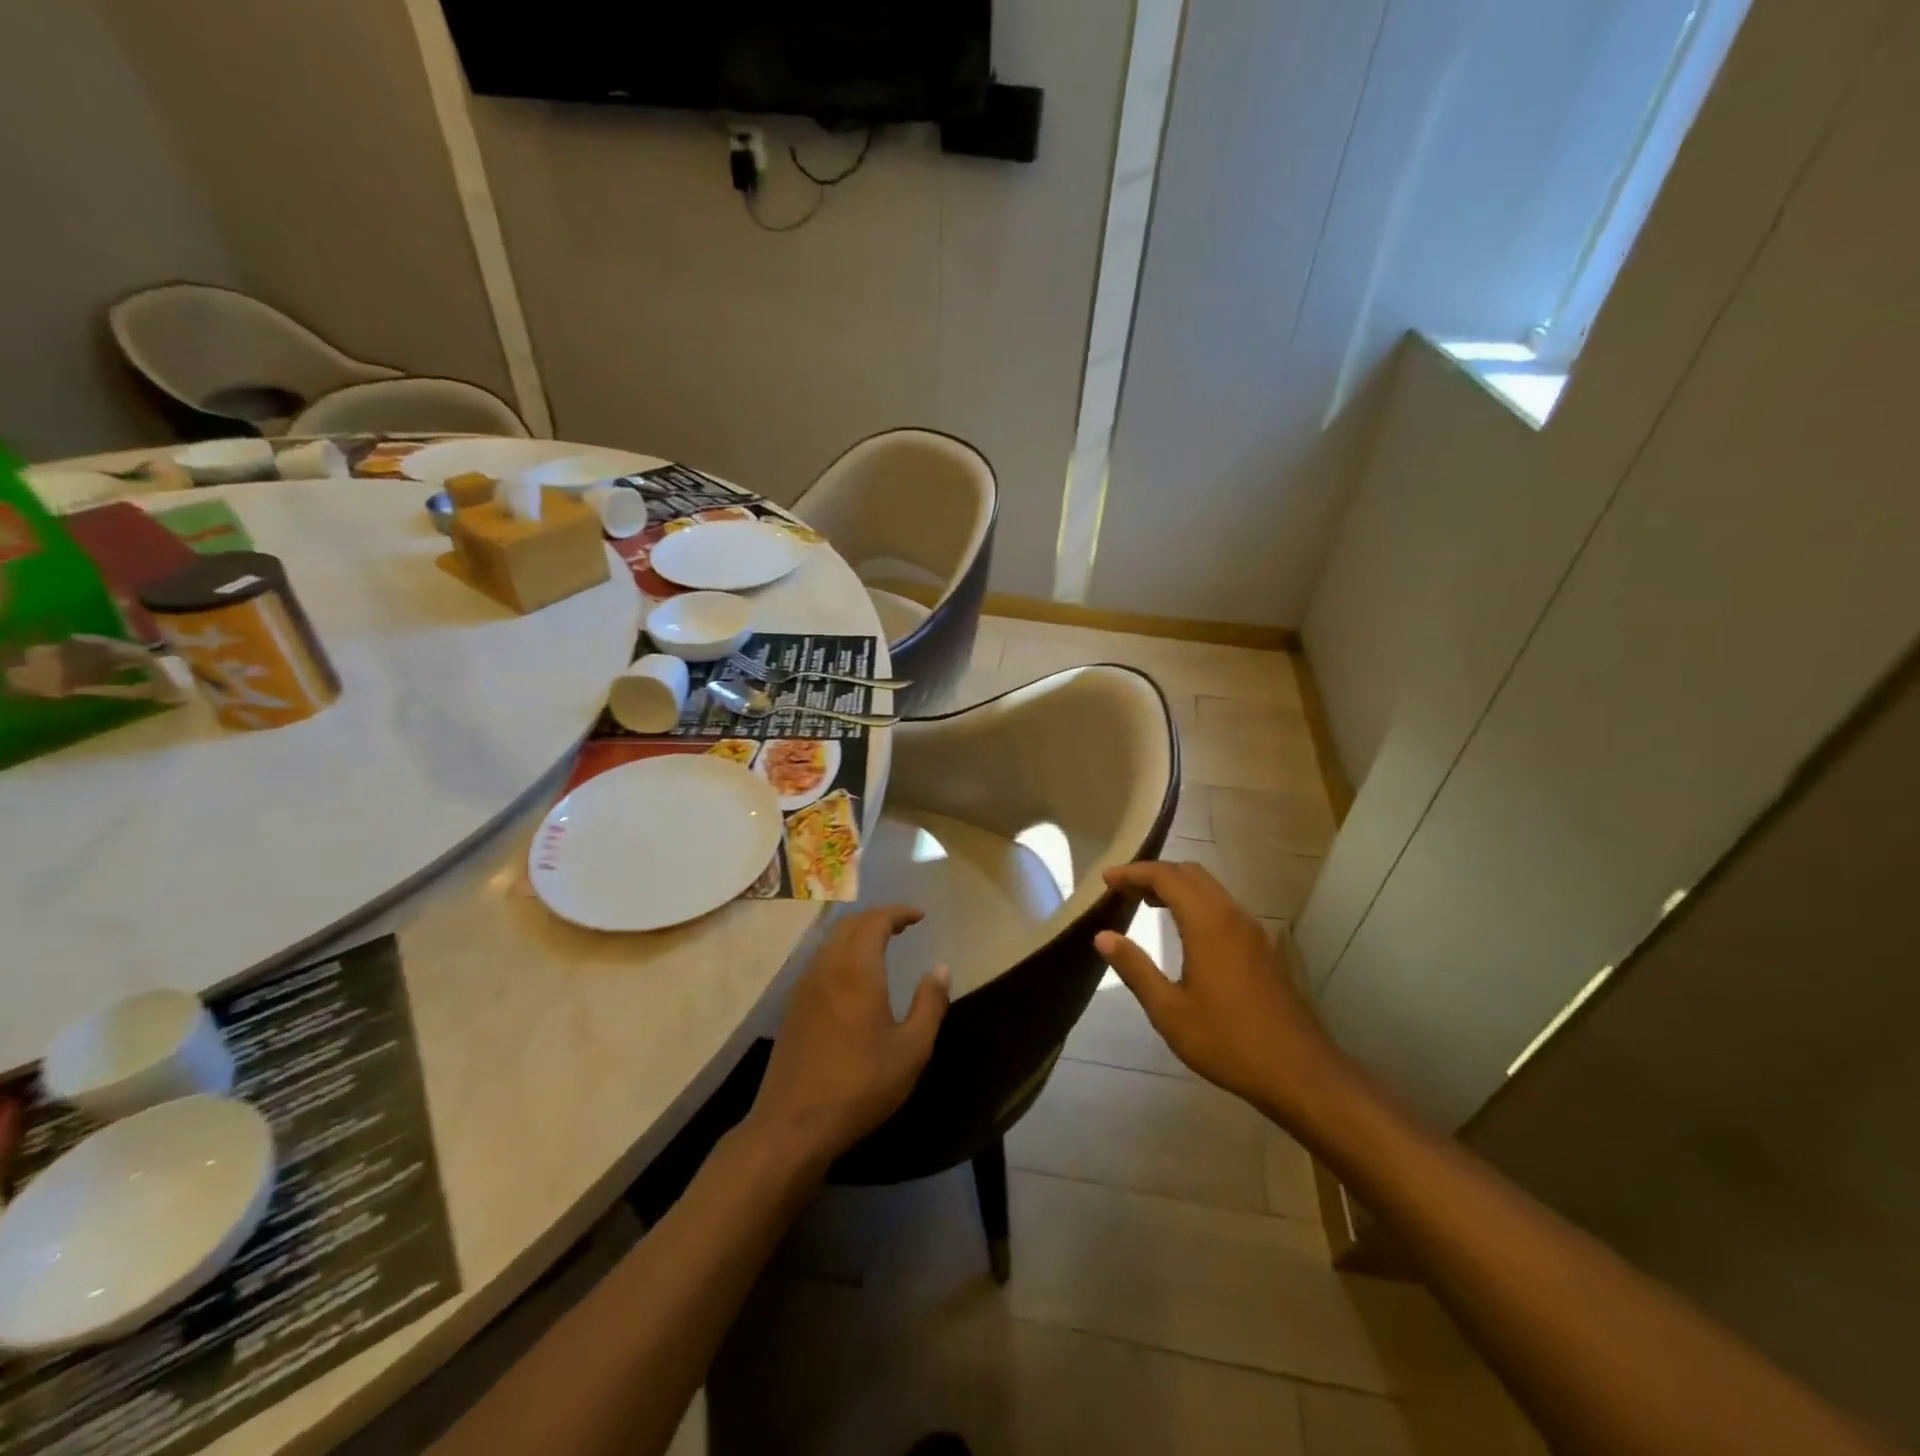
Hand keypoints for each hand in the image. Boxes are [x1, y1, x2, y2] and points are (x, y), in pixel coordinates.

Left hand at [747, 906, 949, 1167]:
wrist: (793, 1125)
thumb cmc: (860, 1085)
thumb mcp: (911, 1049)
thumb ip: (930, 1003)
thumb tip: (941, 968)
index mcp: (857, 969)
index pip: (875, 920)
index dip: (898, 912)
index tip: (919, 916)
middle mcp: (826, 966)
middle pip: (850, 923)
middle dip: (877, 918)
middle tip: (903, 926)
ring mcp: (804, 986)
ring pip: (831, 940)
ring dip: (857, 933)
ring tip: (881, 944)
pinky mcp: (793, 1006)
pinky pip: (819, 960)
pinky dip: (841, 951)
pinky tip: (853, 975)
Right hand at [1096, 861, 1356, 1132]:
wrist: (1298, 1072)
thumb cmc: (1227, 1041)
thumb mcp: (1169, 1010)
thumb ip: (1135, 968)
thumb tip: (1103, 936)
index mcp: (1208, 923)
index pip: (1166, 877)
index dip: (1134, 872)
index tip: (1106, 879)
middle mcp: (1232, 916)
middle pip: (1190, 873)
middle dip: (1154, 874)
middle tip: (1123, 890)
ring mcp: (1252, 931)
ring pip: (1210, 888)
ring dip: (1176, 887)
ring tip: (1145, 904)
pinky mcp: (1262, 948)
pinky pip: (1222, 907)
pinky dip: (1195, 903)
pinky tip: (1182, 929)